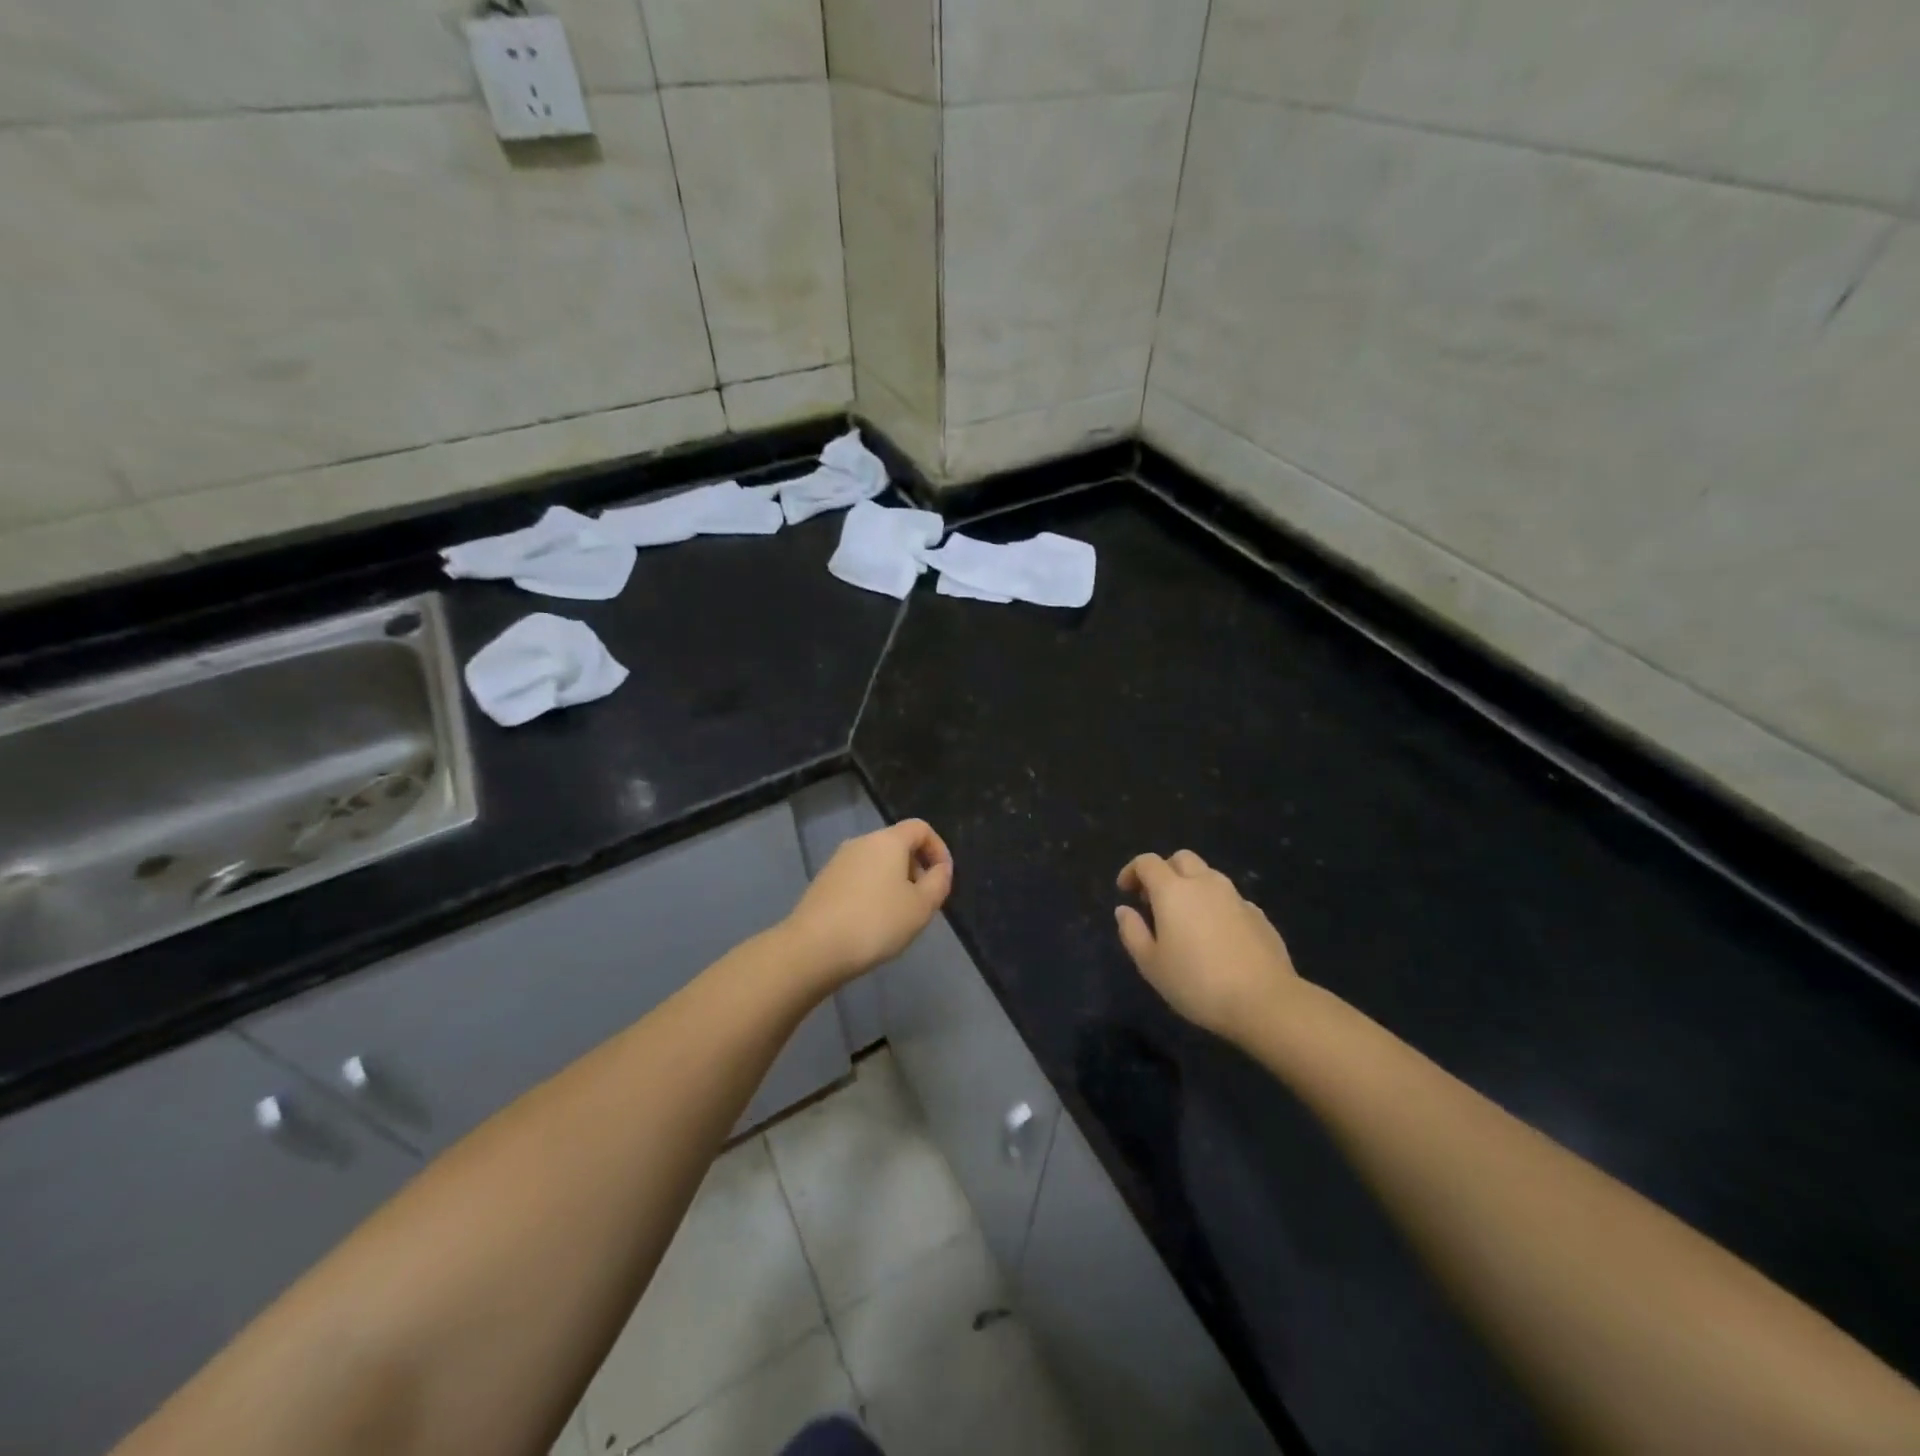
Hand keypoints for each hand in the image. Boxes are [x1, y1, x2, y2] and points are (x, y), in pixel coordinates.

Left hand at [784, 820, 952, 986]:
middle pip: (897, 845)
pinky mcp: (823, 882)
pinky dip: (872, 892)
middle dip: (916, 869)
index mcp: (887, 841)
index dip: (938, 849)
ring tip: (898, 917)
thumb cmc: (876, 922)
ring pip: (876, 863)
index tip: (943, 878)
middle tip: (922, 903)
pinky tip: (870, 923)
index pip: (920, 828)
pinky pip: (858, 878)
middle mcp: (860, 842)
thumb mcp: (921, 907)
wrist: (813, 948)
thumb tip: (940, 869)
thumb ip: (939, 882)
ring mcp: (837, 861)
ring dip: (894, 883)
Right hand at [1115, 850, 1299, 1040]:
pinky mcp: (1258, 914)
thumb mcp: (1151, 964)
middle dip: (1164, 871)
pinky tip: (1216, 936)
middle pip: (1181, 859)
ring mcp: (1236, 897)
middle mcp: (1205, 883)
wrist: (1265, 1001)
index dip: (1132, 871)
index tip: (1125, 891)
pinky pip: (1230, 898)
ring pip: (1208, 875)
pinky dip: (1215, 905)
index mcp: (1173, 891)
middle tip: (1155, 901)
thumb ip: (1132, 932)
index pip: (1147, 862)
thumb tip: (1124, 910)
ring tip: (1186, 919)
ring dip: (1191, 886)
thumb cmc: (1197, 983)